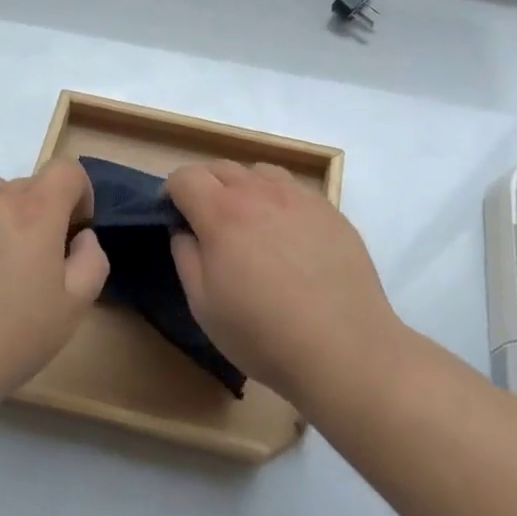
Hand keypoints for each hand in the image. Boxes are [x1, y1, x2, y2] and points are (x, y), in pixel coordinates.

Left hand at [0, 160, 108, 412]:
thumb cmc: (10, 339)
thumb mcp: (73, 307)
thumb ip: (91, 260)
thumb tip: (80, 237)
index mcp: (34, 211)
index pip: (67, 170)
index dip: (80, 194)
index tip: (74, 232)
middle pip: (29, 186)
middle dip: (42, 213)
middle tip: (34, 262)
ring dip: (4, 217)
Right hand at [166, 162, 399, 408]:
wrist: (345, 348)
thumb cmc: (263, 333)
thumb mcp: (203, 305)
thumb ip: (185, 256)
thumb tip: (184, 230)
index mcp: (221, 212)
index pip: (185, 176)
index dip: (172, 192)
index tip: (173, 216)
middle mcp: (259, 192)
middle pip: (221, 167)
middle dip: (205, 186)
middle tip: (208, 223)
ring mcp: (299, 197)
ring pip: (259, 172)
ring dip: (244, 188)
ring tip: (250, 223)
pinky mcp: (330, 210)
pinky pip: (294, 189)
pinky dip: (278, 200)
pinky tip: (288, 235)